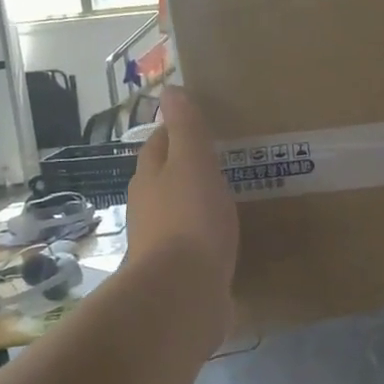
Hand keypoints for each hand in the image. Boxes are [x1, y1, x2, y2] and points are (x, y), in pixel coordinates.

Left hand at [125, 86, 238, 302]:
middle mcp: (149, 208)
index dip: (178, 131)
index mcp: (150, 178)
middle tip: (227, 159)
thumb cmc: (189, 219)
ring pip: (182, 213)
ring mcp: (163, 244)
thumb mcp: (192, 163)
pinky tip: (231, 239)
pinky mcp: (180, 273)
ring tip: (235, 197)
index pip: (159, 144)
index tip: (206, 124)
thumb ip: (186, 129)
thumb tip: (169, 90)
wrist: (183, 294)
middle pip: (167, 179)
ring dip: (201, 204)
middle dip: (190, 168)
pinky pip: (196, 246)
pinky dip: (210, 237)